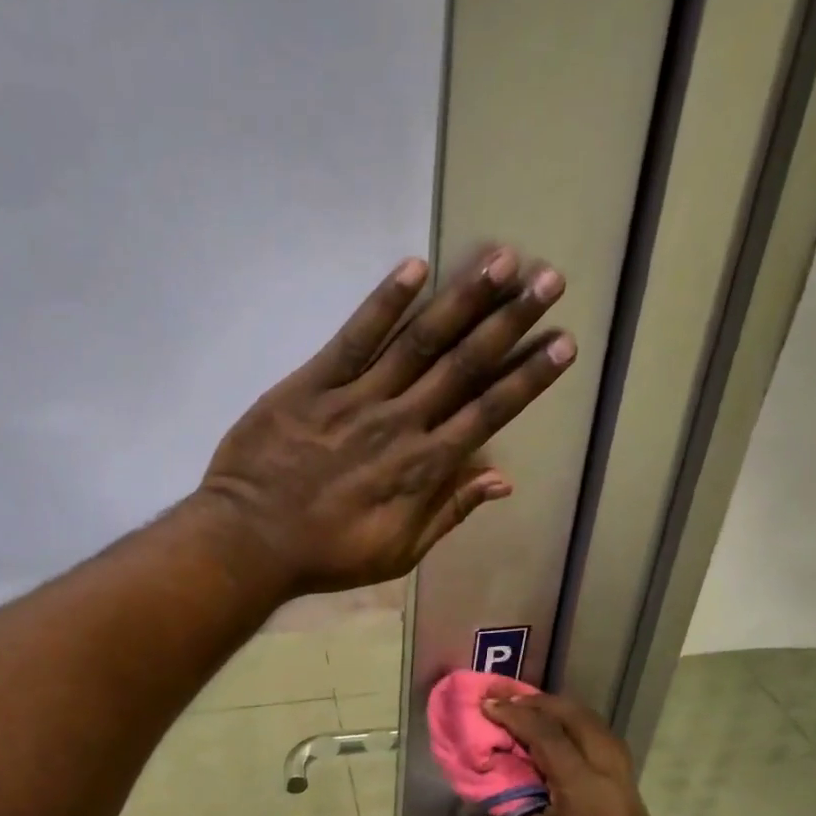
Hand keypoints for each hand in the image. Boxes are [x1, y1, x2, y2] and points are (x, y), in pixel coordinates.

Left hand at [198, 246, 573, 594]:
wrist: (251, 541)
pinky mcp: (313, 384)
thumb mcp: (398, 552)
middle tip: (551, 280)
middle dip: (512, 321)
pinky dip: (384, 302)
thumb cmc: (327, 554)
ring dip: (464, 300)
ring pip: (420, 342)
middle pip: (465, 365)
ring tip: (503, 260)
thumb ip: (450, 512)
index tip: (564, 342)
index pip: (489, 412)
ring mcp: (357, 399)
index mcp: (425, 467)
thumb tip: (503, 479)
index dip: (529, 377)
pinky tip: (415, 268)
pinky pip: (354, 337)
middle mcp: (402, 423)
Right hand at [481, 689, 653, 815]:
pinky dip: (582, 744)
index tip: (488, 704)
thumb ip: (500, 797)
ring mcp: (632, 803)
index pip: (551, 738)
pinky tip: (557, 750)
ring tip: (535, 714)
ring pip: (606, 740)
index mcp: (589, 797)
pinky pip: (609, 763)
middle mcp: (619, 790)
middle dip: (548, 706)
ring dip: (570, 721)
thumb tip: (488, 765)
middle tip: (513, 698)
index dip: (516, 716)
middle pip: (588, 726)